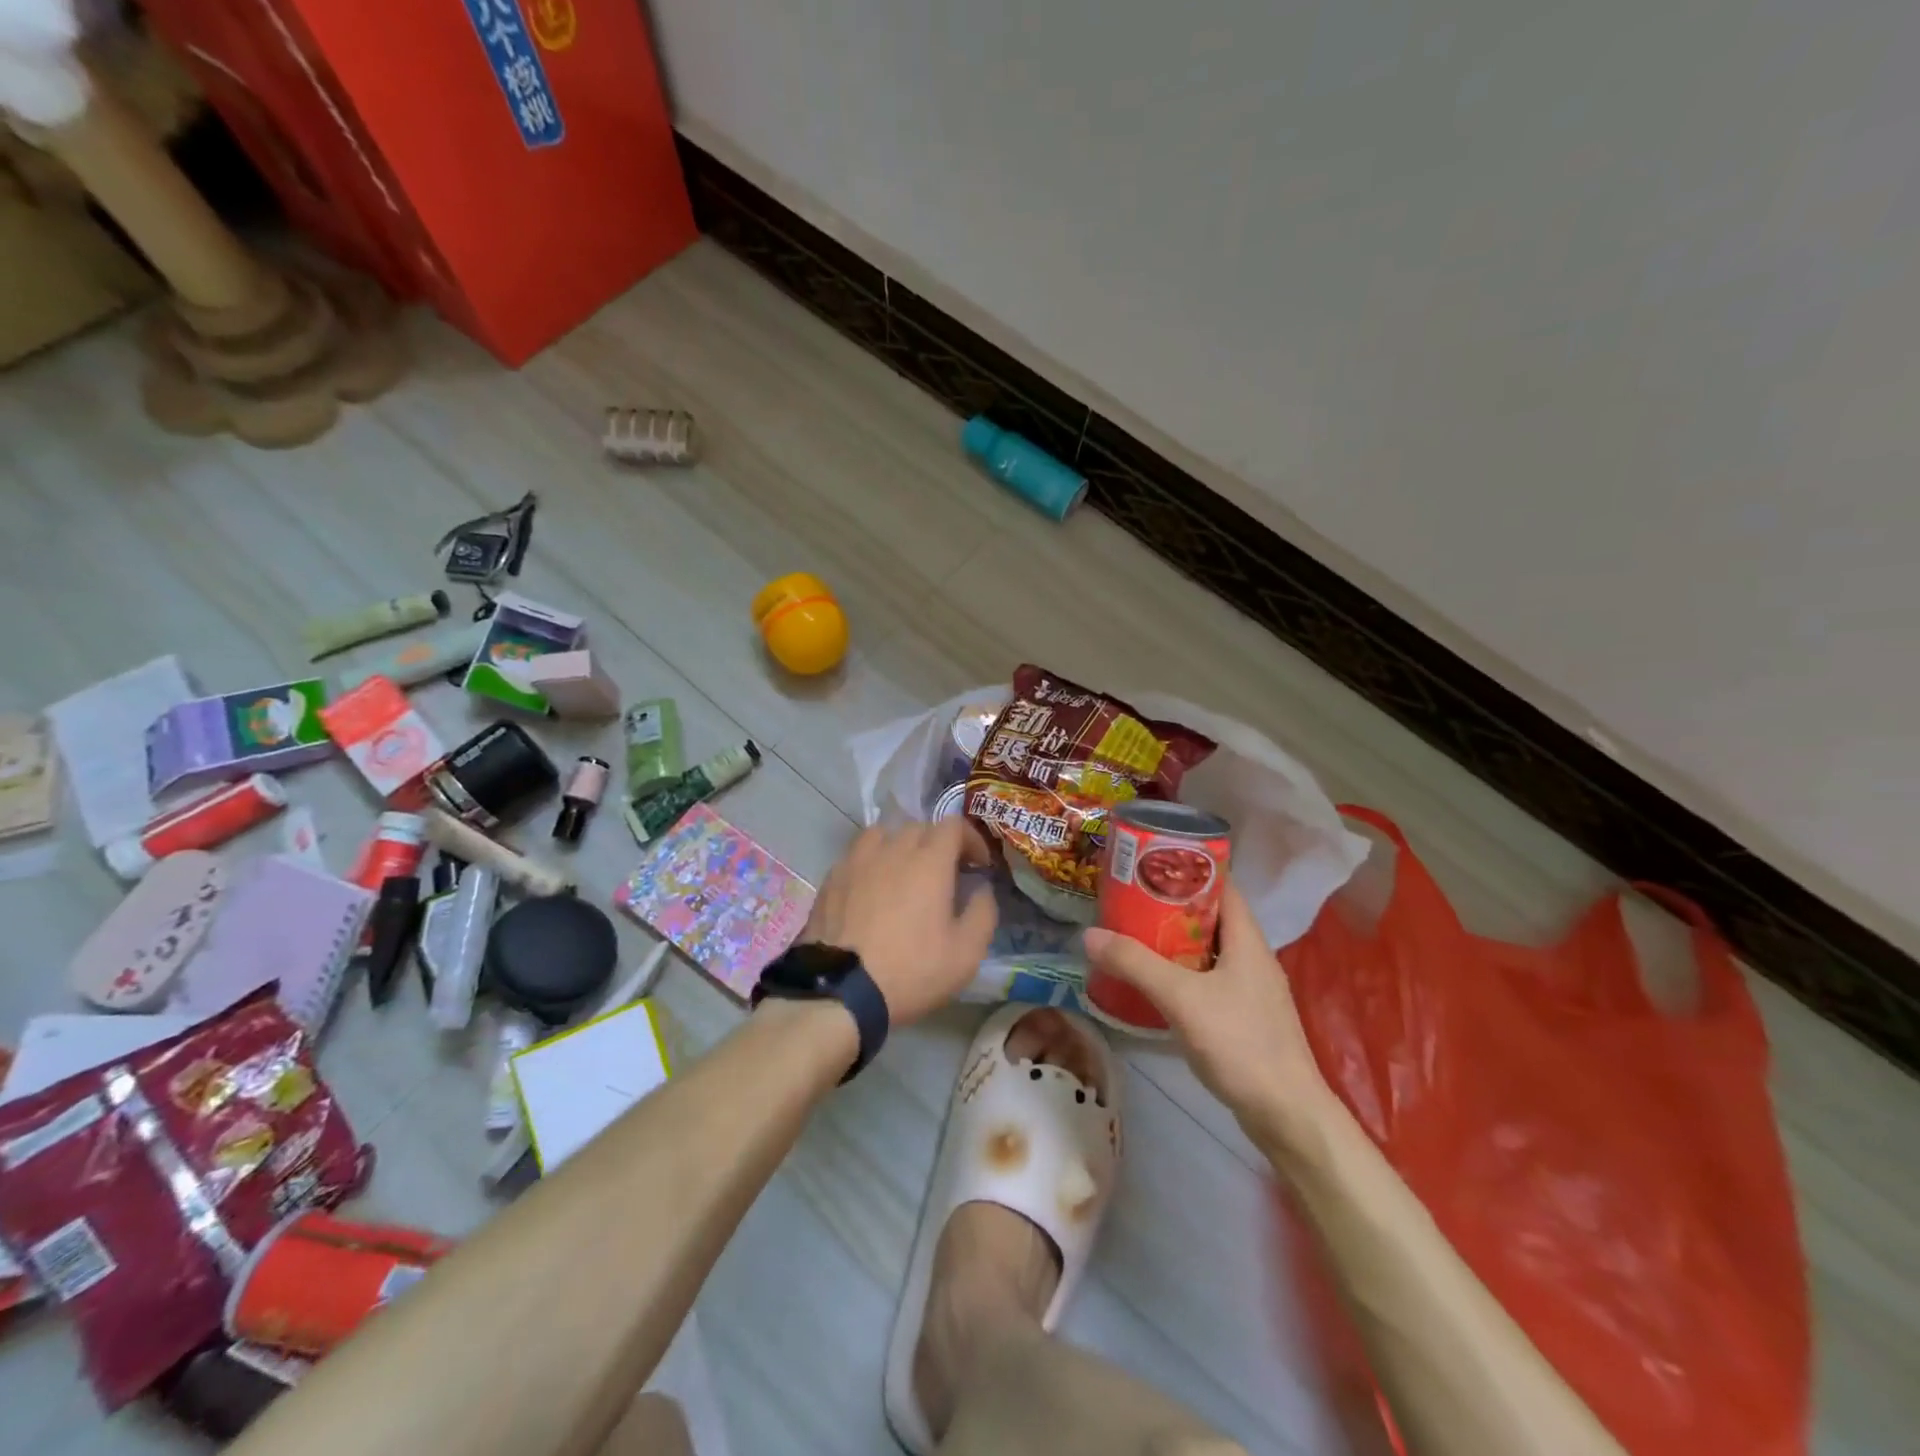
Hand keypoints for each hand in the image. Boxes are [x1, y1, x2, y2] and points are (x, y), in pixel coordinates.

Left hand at [801, 820, 996, 1025]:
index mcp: (929, 861)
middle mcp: (892, 850)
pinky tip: (872, 888)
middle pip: (919, 827)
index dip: (971, 839)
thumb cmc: (911, 971)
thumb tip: (981, 889)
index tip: (978, 865)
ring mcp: (857, 861)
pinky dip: (872, 862)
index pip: (953, 824)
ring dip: (900, 846)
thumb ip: (983, 912)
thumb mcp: (966, 953)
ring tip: (904, 873)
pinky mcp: (832, 878)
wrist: (840, 992)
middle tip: (945, 874)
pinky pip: (857, 854)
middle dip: (938, 843)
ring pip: (883, 834)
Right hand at [1083, 878, 1334, 1147]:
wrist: (1287, 1116)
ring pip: (1206, 950)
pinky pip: (1207, 979)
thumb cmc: (1241, 1044)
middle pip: (1209, 917)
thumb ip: (1135, 964)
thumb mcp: (1181, 998)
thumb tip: (1089, 934)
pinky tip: (1153, 982)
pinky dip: (1180, 972)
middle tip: (1128, 899)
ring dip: (1173, 941)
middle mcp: (1252, 956)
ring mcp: (1250, 989)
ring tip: (1131, 934)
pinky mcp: (1243, 1017)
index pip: (1221, 885)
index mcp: (1248, 939)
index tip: (1148, 864)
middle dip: (1170, 906)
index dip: (1188, 869)